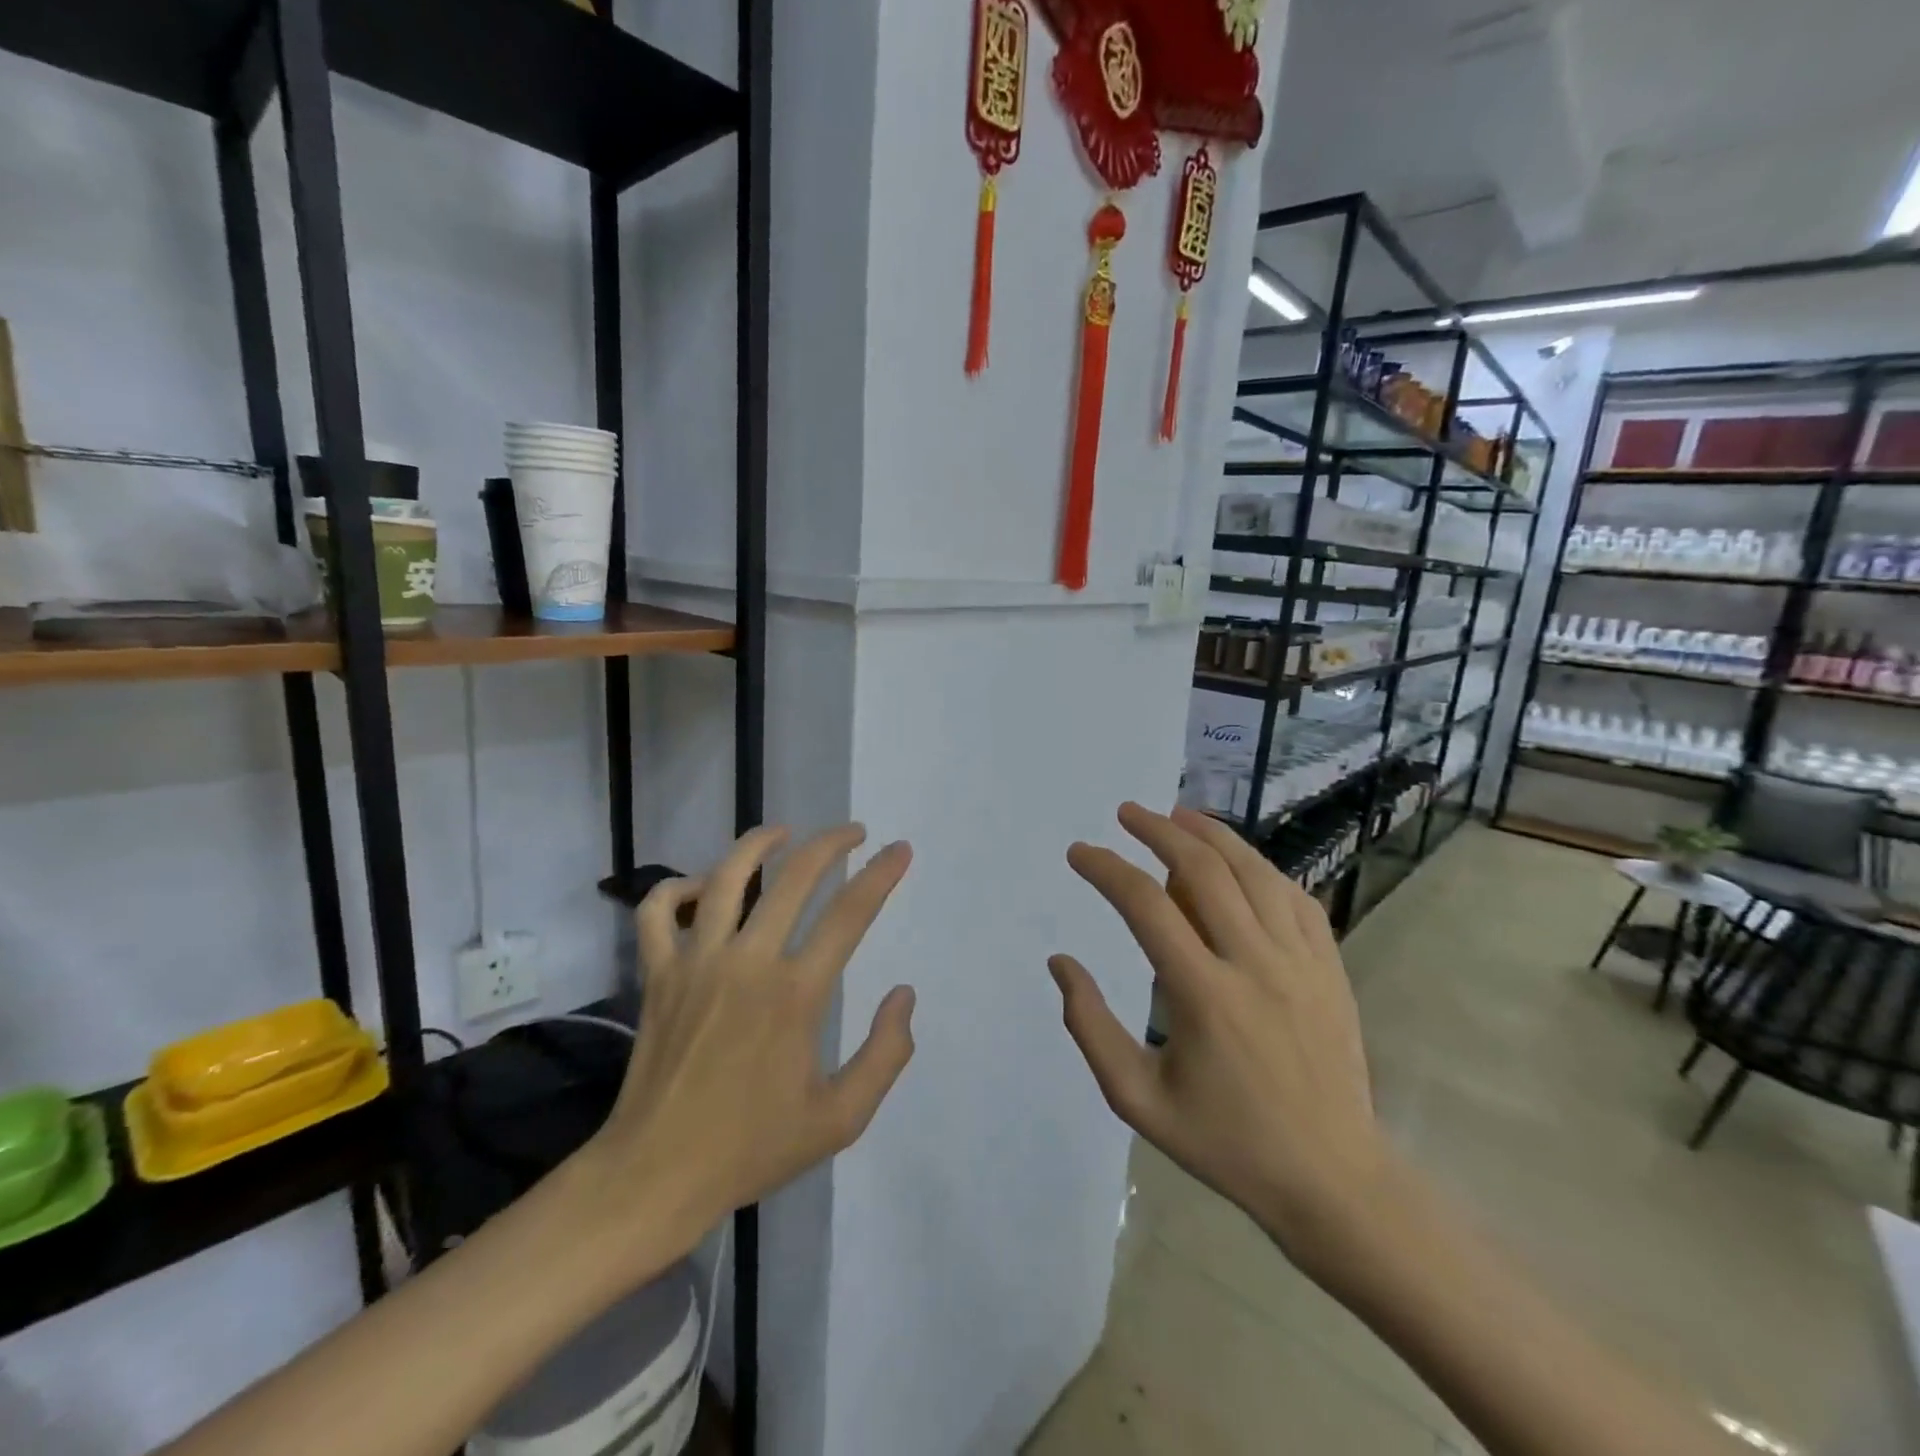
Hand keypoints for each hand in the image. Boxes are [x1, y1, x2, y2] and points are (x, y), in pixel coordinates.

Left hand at [575, 825, 916, 1267]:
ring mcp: (696, 962)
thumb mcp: (840, 1119)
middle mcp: (748, 962)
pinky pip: (659, 911)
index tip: (900, 850)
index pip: (850, 913)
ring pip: (727, 876)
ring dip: (760, 843)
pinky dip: (677, 887)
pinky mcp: (658, 973)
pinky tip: (702, 885)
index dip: (881, 874)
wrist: (654, 1177)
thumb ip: (886, 1054)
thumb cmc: (752, 1148)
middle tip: (854, 832)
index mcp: (796, 994)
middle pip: (795, 876)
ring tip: (784, 831)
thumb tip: (903, 995)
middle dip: (832, 843)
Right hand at [1050, 803, 1396, 1276]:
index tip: (1081, 853)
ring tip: (1178, 815)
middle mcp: (1254, 963)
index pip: (1146, 905)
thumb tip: (1061, 963)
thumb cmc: (1226, 1142)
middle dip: (1158, 830)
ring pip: (1254, 871)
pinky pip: (1295, 897)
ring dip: (1211, 835)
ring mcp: (1300, 961)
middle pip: (1202, 870)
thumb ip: (1090, 1027)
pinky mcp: (1330, 967)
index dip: (1107, 869)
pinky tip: (1240, 862)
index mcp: (1203, 995)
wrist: (1331, 1179)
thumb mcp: (1137, 1100)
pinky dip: (1261, 868)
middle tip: (1128, 812)